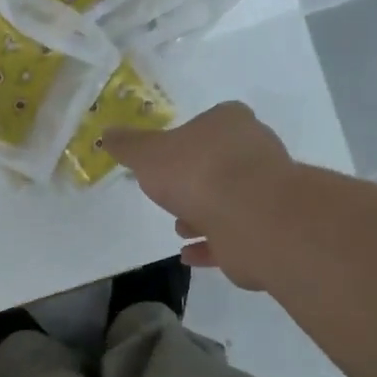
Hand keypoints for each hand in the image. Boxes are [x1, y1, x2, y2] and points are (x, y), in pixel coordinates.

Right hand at [103, 102, 295, 289]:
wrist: (251, 218)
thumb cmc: (196, 172)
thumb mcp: (147, 154)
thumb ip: (127, 145)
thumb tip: (107, 133)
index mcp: (230, 122)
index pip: (210, 122)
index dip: (187, 139)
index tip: (165, 159)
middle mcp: (255, 150)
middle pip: (220, 161)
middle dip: (194, 179)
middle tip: (169, 194)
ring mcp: (267, 190)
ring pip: (228, 199)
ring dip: (202, 213)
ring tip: (178, 228)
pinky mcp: (268, 227)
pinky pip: (233, 234)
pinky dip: (210, 243)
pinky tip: (188, 254)